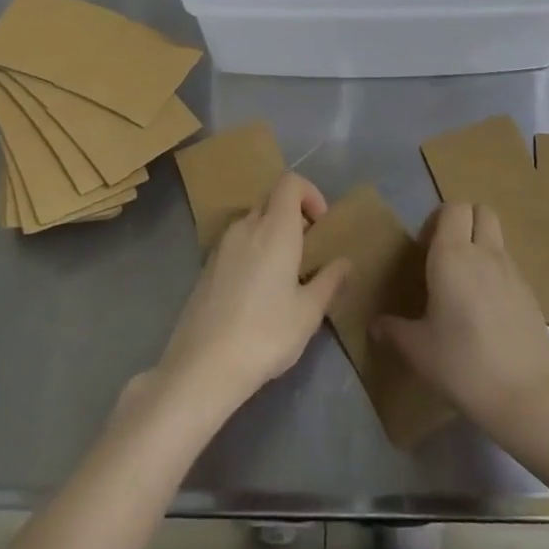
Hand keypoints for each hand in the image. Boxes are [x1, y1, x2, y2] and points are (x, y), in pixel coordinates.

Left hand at [154, 173, 348, 420]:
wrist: (203, 366)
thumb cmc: (265, 334)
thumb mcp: (308, 312)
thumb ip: (329, 281)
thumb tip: (345, 262)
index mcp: (274, 228)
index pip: (290, 182)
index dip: (310, 194)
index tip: (321, 226)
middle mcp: (246, 227)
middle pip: (271, 200)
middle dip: (293, 216)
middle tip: (307, 252)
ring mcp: (221, 246)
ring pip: (252, 222)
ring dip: (271, 234)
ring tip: (284, 275)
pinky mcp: (206, 267)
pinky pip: (236, 243)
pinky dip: (252, 251)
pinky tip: (257, 292)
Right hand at [374, 202, 548, 447]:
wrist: (529, 398)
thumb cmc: (464, 366)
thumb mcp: (419, 351)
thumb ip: (394, 331)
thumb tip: (376, 325)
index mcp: (453, 256)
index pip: (453, 208)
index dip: (437, 220)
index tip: (423, 250)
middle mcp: (485, 254)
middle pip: (481, 211)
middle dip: (463, 222)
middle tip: (444, 256)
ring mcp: (513, 272)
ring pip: (497, 237)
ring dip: (480, 246)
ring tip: (463, 286)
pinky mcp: (531, 294)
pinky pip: (509, 266)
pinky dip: (495, 273)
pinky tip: (484, 311)